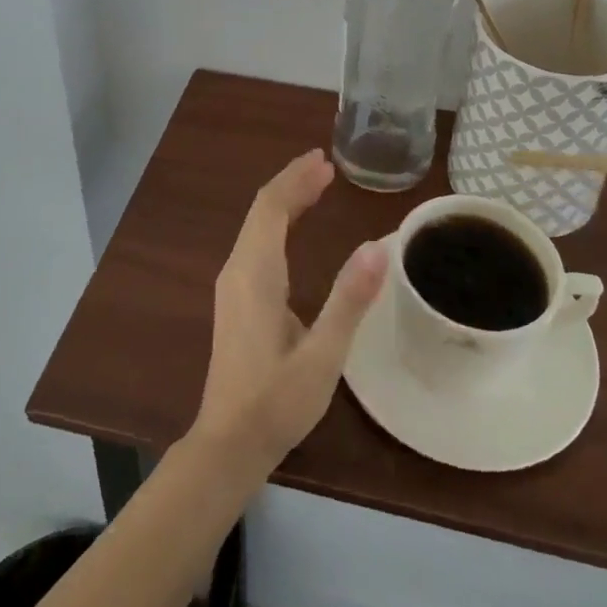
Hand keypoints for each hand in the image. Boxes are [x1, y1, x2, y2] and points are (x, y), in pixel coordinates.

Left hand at [192, 150, 388, 477]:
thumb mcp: (322, 355)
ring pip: (257, 226)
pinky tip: (295, 229)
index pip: (271, 207)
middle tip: (326, 166)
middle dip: (292, 183)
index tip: (325, 162)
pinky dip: (278, 223)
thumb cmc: (277, 402)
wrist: (228, 444)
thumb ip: (349, 299)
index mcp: (255, 273)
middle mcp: (238, 270)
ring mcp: (233, 285)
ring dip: (285, 200)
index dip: (296, 179)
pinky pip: (255, 243)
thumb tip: (378, 246)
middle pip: (262, 210)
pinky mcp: (236, 300)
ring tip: (316, 185)